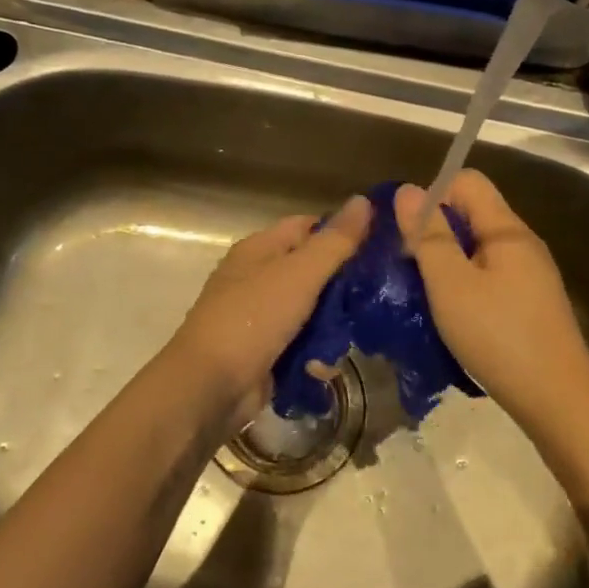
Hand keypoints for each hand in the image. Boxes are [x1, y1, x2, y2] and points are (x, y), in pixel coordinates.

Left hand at [167, 196, 372, 423]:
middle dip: (342, 288)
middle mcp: (259, 278)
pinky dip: (313, 355)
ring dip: (331, 327)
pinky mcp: (266, 352)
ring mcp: (261, 317)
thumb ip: (335, 241)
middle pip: (313, 271)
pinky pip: (301, 345)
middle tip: (375, 298)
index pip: (308, 226)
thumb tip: (364, 200)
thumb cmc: (253, 318)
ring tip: (351, 338)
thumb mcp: (300, 274)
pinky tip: (322, 367)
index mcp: (260, 249)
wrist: (209, 387)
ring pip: (312, 312)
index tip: (379, 247)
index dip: (342, 232)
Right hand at [395, 172, 588, 430]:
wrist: (557, 399)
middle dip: (435, 232)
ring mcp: (531, 275)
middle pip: (473, 214)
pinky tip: (453, 317)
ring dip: (448, 264)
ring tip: (424, 296)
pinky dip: (466, 287)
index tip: (408, 232)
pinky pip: (490, 278)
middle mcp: (523, 243)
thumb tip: (408, 190)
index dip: (433, 194)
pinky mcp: (531, 303)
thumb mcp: (451, 284)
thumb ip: (428, 235)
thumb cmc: (498, 336)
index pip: (467, 181)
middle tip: (409, 269)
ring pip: (479, 250)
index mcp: (507, 230)